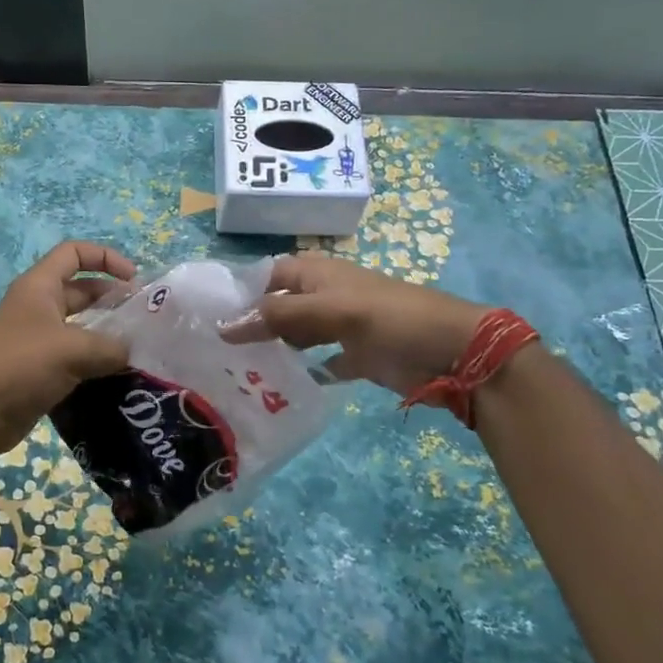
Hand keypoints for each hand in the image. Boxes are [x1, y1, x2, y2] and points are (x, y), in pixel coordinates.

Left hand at [0, 242, 136, 456]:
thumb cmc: (22, 366)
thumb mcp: (73, 350)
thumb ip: (111, 347)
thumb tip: (131, 352)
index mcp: (39, 286)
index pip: (74, 253)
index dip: (106, 257)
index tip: (134, 279)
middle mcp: (38, 305)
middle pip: (81, 289)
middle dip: (113, 298)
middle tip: (143, 319)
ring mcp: (38, 337)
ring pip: (81, 325)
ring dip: (107, 332)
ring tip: (138, 347)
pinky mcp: (40, 366)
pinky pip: (75, 353)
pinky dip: (96, 359)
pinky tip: (119, 373)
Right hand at [221, 253, 487, 395]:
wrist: (455, 352)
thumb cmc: (393, 319)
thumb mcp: (333, 310)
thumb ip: (280, 316)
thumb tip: (224, 325)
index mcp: (318, 274)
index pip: (267, 276)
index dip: (240, 292)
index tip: (207, 317)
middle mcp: (325, 297)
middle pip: (278, 307)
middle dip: (250, 324)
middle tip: (214, 352)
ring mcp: (340, 328)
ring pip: (295, 335)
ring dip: (272, 349)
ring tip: (236, 371)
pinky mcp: (355, 357)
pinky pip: (319, 362)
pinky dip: (301, 372)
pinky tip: (278, 387)